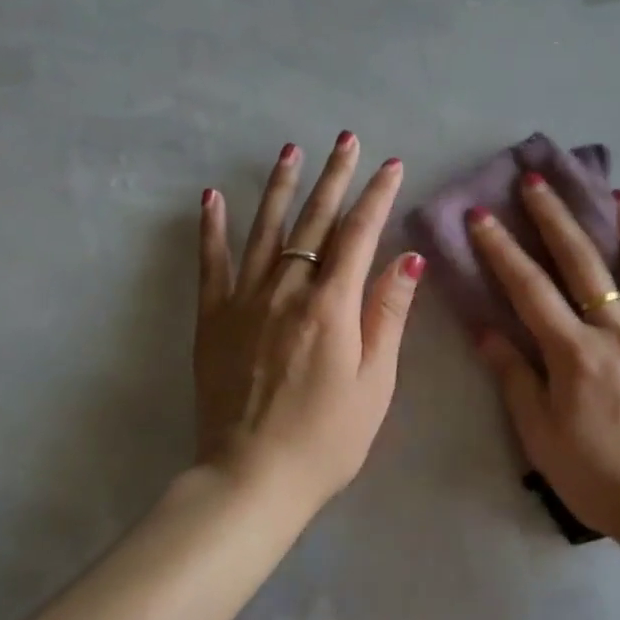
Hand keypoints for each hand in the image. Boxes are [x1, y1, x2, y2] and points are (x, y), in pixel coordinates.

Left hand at [195, 133, 422, 514]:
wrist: (251, 480)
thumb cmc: (327, 438)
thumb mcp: (375, 382)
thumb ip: (388, 314)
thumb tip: (407, 256)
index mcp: (331, 306)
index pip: (359, 235)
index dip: (377, 196)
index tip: (391, 165)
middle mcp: (286, 291)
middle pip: (314, 221)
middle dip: (335, 177)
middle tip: (347, 139)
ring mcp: (244, 301)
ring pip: (265, 230)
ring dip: (280, 187)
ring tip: (291, 151)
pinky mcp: (213, 319)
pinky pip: (211, 263)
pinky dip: (212, 228)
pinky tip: (211, 197)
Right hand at [468, 174, 619, 544]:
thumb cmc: (598, 477)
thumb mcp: (541, 436)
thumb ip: (515, 378)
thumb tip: (486, 331)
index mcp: (576, 355)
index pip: (530, 289)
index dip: (501, 249)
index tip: (481, 215)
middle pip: (584, 263)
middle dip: (555, 218)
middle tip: (537, 181)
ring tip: (615, 194)